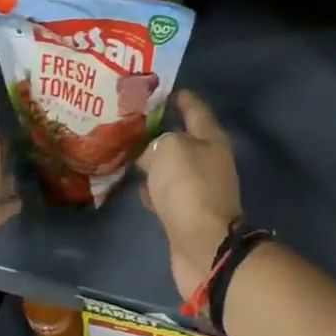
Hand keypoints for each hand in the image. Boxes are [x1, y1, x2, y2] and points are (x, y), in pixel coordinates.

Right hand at [137, 91, 242, 301]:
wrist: (203, 246)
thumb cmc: (189, 188)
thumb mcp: (169, 149)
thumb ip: (157, 142)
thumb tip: (150, 155)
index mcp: (210, 139)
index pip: (195, 109)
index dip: (181, 98)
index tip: (163, 89)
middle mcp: (207, 161)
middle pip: (182, 138)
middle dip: (160, 129)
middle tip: (130, 120)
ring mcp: (197, 189)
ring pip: (170, 166)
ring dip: (152, 160)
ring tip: (125, 150)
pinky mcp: (184, 213)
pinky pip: (164, 192)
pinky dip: (151, 187)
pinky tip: (134, 184)